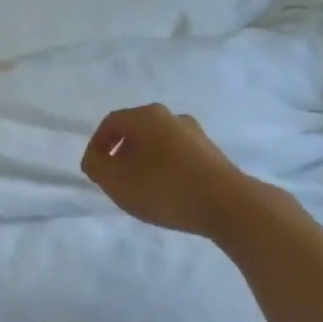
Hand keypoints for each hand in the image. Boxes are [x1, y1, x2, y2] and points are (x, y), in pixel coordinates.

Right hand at [80, 105, 260, 237]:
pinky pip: (176, 155)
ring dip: (142, 161)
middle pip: (135, 130)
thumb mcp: (116, 181)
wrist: (228, 204)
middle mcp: (171, 117)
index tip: (94, 170)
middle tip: (114, 178)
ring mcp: (195, 133)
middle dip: (120, 153)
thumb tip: (96, 158)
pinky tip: (165, 191)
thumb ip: (97, 166)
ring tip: (140, 188)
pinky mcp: (211, 153)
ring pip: (157, 143)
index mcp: (146, 116)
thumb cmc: (164, 188)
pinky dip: (163, 168)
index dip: (96, 145)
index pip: (111, 122)